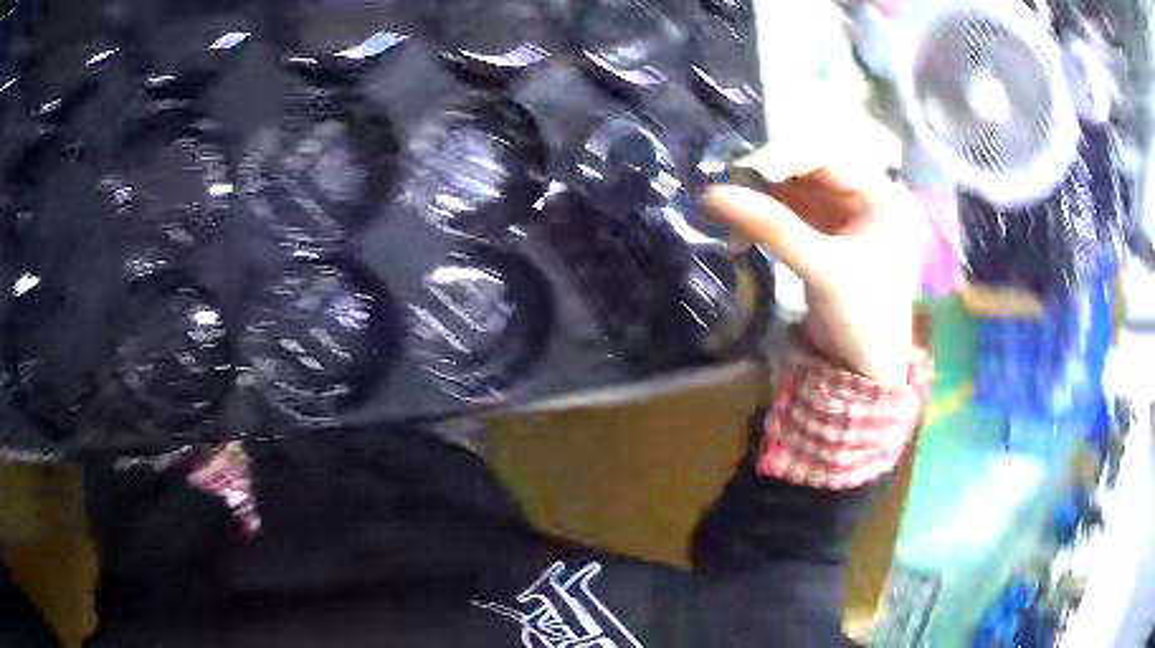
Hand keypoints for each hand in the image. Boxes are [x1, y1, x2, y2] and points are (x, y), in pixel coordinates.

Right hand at [704, 165, 924, 385]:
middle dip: (768, 176)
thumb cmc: (863, 317)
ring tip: (727, 199)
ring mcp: (843, 217)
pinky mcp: (824, 236)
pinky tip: (741, 219)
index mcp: (881, 195)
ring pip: (796, 191)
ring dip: (762, 195)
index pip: (826, 159)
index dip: (782, 158)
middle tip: (727, 182)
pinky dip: (766, 215)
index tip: (740, 171)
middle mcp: (863, 197)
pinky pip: (791, 213)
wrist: (865, 371)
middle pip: (809, 171)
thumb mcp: (822, 268)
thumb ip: (771, 227)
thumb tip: (710, 194)